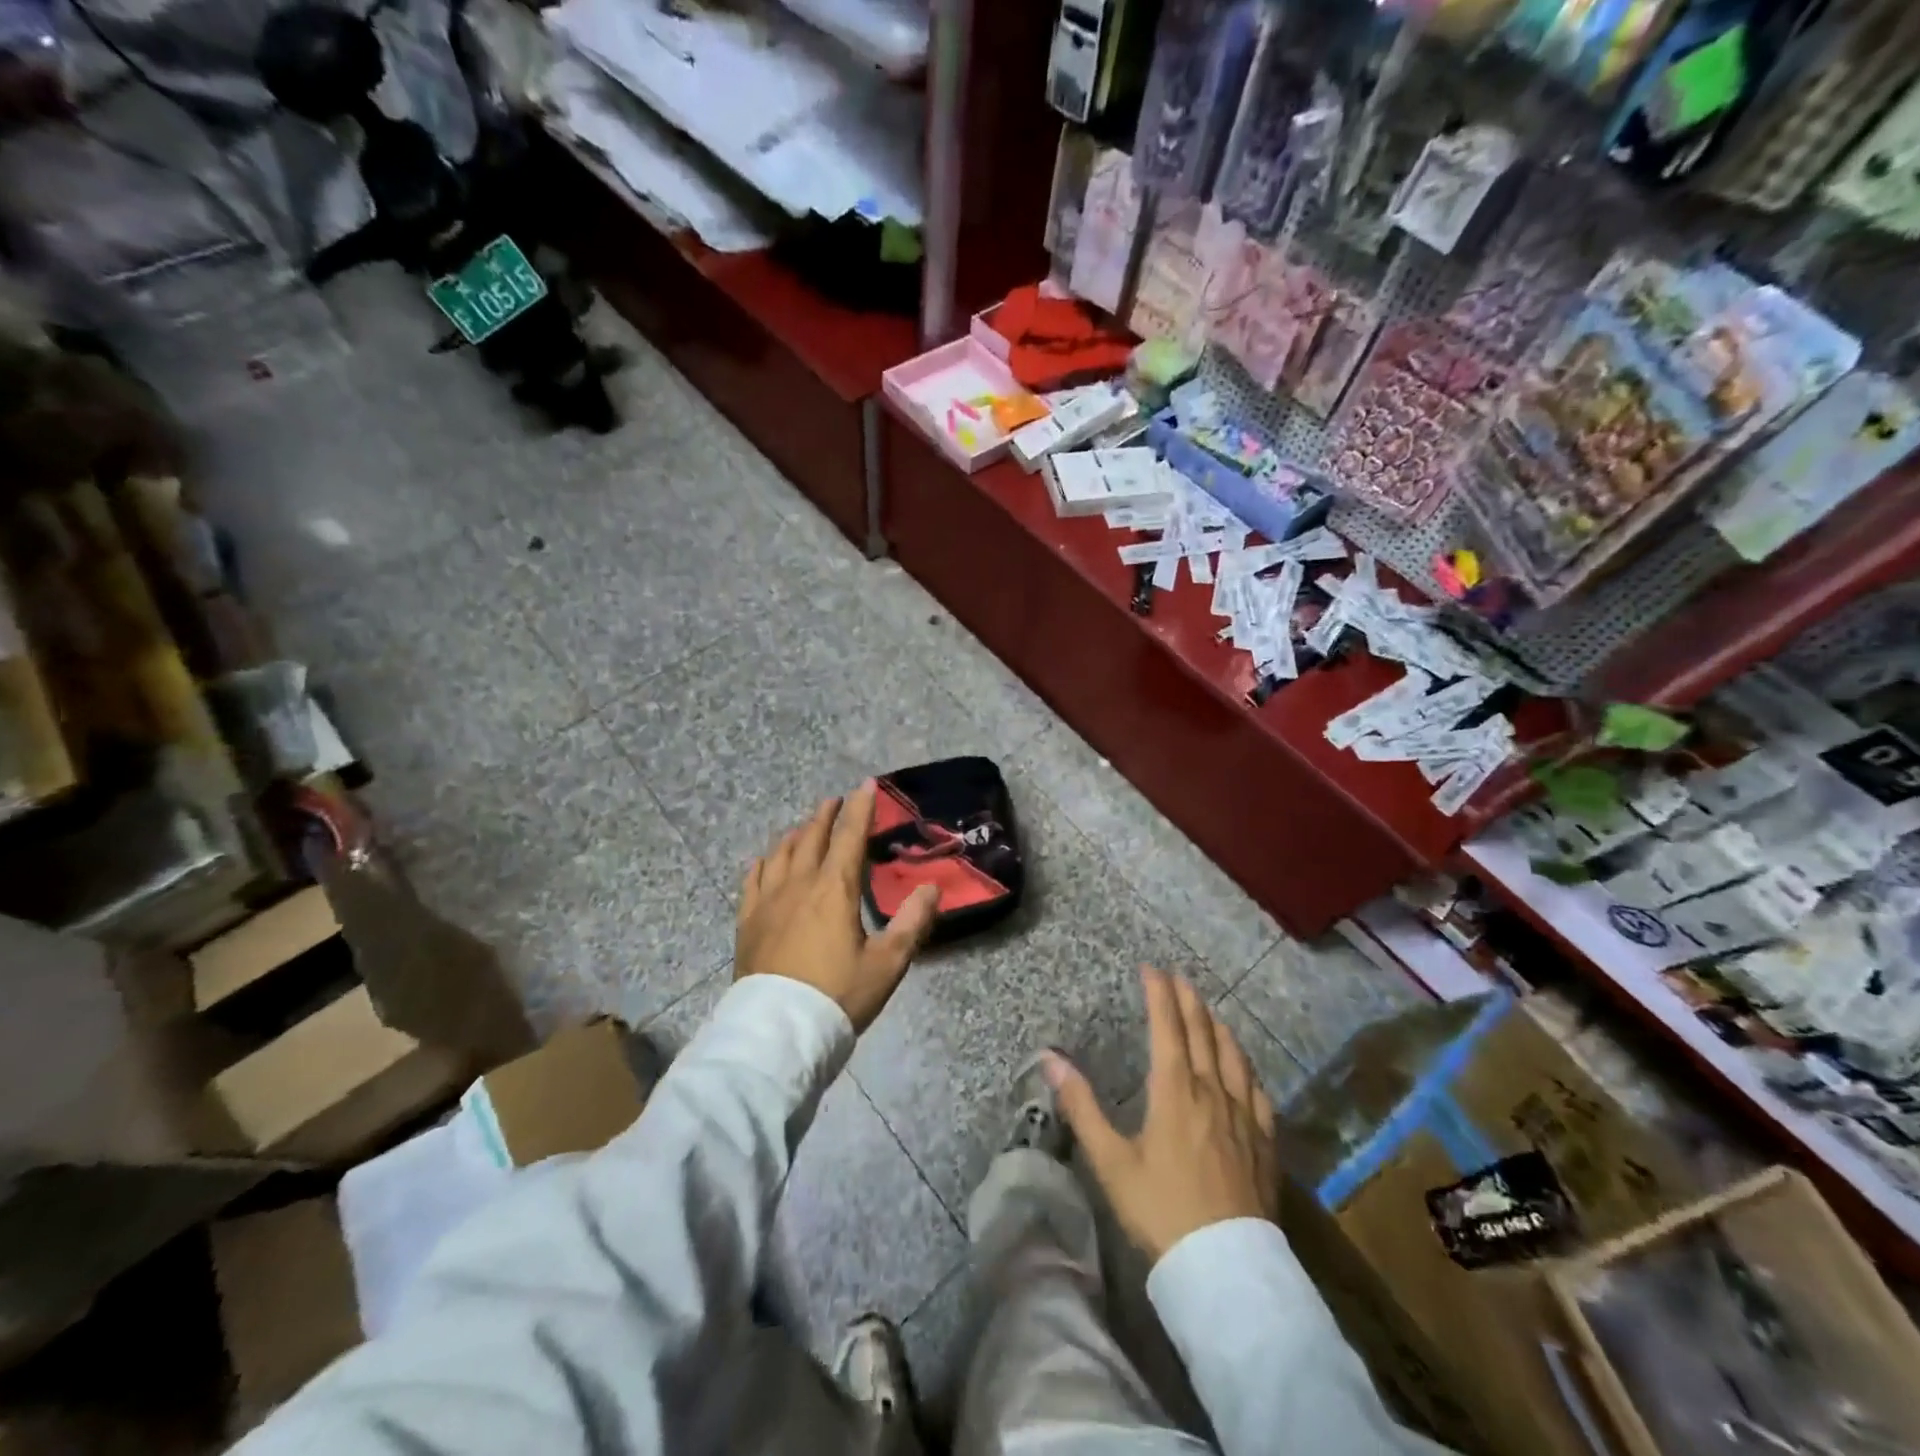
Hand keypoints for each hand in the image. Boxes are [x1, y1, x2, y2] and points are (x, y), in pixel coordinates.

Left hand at [735, 782, 940, 1030]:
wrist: (779, 1032)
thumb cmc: (838, 996)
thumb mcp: (887, 963)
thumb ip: (913, 923)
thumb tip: (931, 888)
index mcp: (835, 889)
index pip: (849, 836)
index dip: (860, 807)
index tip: (866, 783)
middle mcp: (799, 885)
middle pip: (812, 837)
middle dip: (826, 814)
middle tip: (836, 800)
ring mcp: (768, 901)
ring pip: (781, 853)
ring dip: (796, 834)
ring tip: (805, 827)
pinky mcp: (748, 921)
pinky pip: (753, 879)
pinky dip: (763, 862)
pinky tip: (765, 860)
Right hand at [1046, 967, 1278, 1263]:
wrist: (1227, 1268)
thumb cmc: (1161, 1211)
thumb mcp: (1112, 1161)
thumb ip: (1081, 1106)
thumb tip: (1049, 1059)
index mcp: (1174, 1091)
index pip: (1167, 1027)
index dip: (1159, 994)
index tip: (1151, 968)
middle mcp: (1211, 1092)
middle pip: (1202, 1033)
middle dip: (1188, 1000)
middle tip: (1178, 977)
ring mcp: (1244, 1116)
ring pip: (1233, 1055)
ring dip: (1218, 1026)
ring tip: (1208, 1011)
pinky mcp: (1264, 1142)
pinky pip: (1257, 1090)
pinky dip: (1245, 1065)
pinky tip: (1244, 1067)